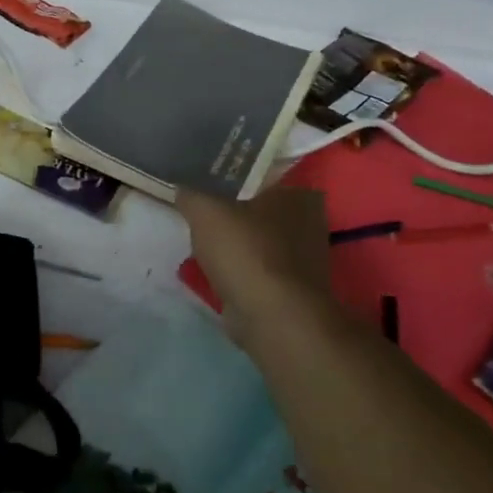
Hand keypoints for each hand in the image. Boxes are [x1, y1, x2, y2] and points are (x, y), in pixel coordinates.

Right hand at [176, 187, 339, 342]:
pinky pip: (256, 269)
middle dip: (232, 213)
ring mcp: (303, 260)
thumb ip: (191, 193)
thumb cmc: (246, 252)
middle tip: (200, 212)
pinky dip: (238, 270)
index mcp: (298, 195)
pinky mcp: (291, 290)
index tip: (206, 183)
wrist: (273, 318)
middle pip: (259, 209)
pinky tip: (214, 270)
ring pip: (257, 241)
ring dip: (234, 245)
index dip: (232, 177)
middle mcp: (310, 223)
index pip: (262, 175)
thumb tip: (182, 188)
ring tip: (201, 242)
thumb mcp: (205, 210)